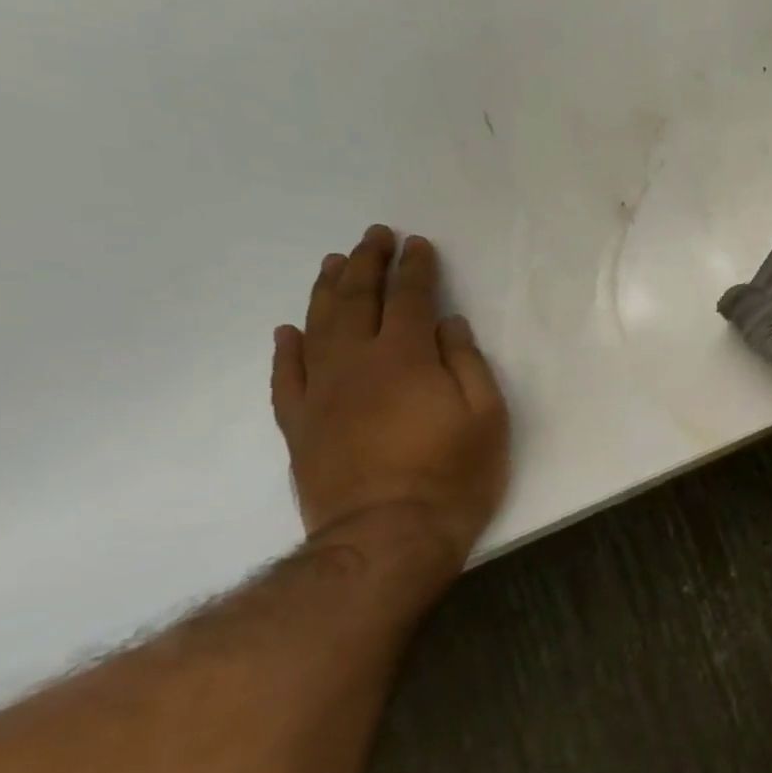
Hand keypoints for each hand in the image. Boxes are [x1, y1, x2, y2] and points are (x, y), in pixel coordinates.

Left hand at [271, 226, 509, 567]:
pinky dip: (286, 350)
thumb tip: (448, 325)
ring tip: (333, 263)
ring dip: (326, 291)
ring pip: (316, 328)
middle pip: (356, 300)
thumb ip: (466, 362)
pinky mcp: (299, 426)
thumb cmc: (454, 473)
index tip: (418, 244)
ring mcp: (320, 394)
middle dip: (368, 263)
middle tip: (374, 236)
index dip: (415, 268)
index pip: (409, 298)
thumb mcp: (486, 415)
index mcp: (405, 357)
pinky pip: (286, 378)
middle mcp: (355, 364)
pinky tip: (288, 331)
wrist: (388, 537)